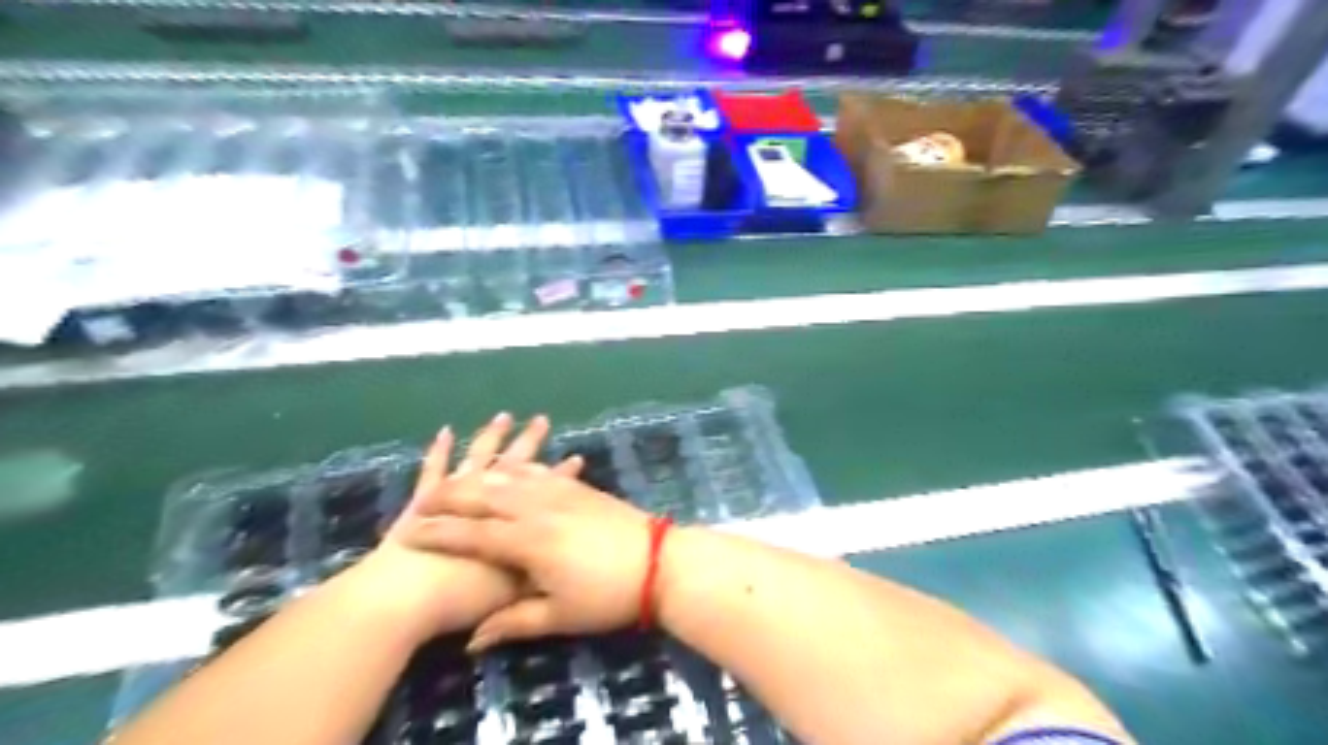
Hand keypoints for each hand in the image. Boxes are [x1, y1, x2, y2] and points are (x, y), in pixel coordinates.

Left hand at [341, 412, 559, 645]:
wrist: (403, 603)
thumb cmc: (463, 602)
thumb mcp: (513, 598)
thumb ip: (535, 578)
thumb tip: (553, 564)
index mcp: (514, 522)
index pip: (546, 493)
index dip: (563, 476)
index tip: (576, 458)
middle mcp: (489, 503)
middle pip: (515, 467)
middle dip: (531, 442)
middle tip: (542, 420)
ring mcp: (454, 496)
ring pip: (478, 459)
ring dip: (492, 437)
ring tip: (503, 416)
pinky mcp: (424, 500)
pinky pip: (434, 469)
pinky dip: (439, 451)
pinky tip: (445, 432)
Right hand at [407, 472, 650, 652]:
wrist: (660, 561)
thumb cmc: (608, 595)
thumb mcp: (560, 616)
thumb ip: (514, 623)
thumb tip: (474, 642)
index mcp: (527, 541)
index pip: (470, 534)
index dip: (437, 534)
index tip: (406, 533)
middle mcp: (537, 508)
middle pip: (483, 495)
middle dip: (449, 496)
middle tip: (422, 501)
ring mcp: (559, 492)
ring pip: (508, 477)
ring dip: (478, 476)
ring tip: (455, 480)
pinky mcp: (578, 487)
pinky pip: (538, 472)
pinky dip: (516, 469)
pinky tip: (508, 467)